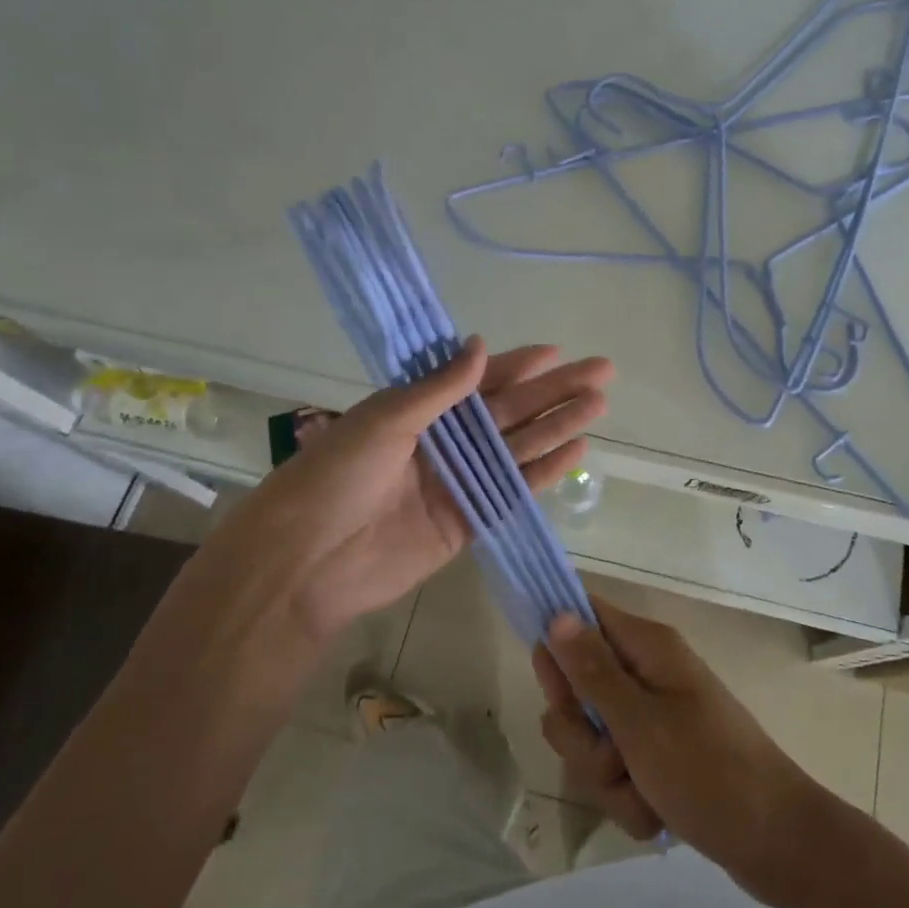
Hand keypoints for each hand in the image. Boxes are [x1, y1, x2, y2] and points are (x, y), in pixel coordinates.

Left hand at [198, 339, 612, 640]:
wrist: (306, 562)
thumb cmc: (337, 477)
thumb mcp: (386, 420)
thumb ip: (440, 389)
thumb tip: (482, 345)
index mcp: (418, 410)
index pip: (479, 380)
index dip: (517, 366)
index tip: (556, 352)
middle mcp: (443, 442)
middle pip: (510, 411)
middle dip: (554, 391)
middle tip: (602, 372)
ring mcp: (458, 482)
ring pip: (519, 448)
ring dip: (558, 426)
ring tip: (598, 405)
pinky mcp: (467, 521)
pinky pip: (513, 491)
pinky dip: (544, 472)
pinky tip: (577, 452)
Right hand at [533, 597, 831, 907]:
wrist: (776, 843)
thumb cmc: (708, 771)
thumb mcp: (639, 722)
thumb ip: (592, 671)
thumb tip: (557, 614)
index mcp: (647, 648)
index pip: (583, 616)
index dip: (556, 642)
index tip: (550, 685)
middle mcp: (646, 674)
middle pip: (578, 689)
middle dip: (583, 736)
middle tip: (611, 755)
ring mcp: (653, 718)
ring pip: (593, 740)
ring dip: (606, 777)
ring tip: (642, 792)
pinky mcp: (658, 758)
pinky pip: (616, 773)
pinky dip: (628, 799)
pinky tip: (656, 814)